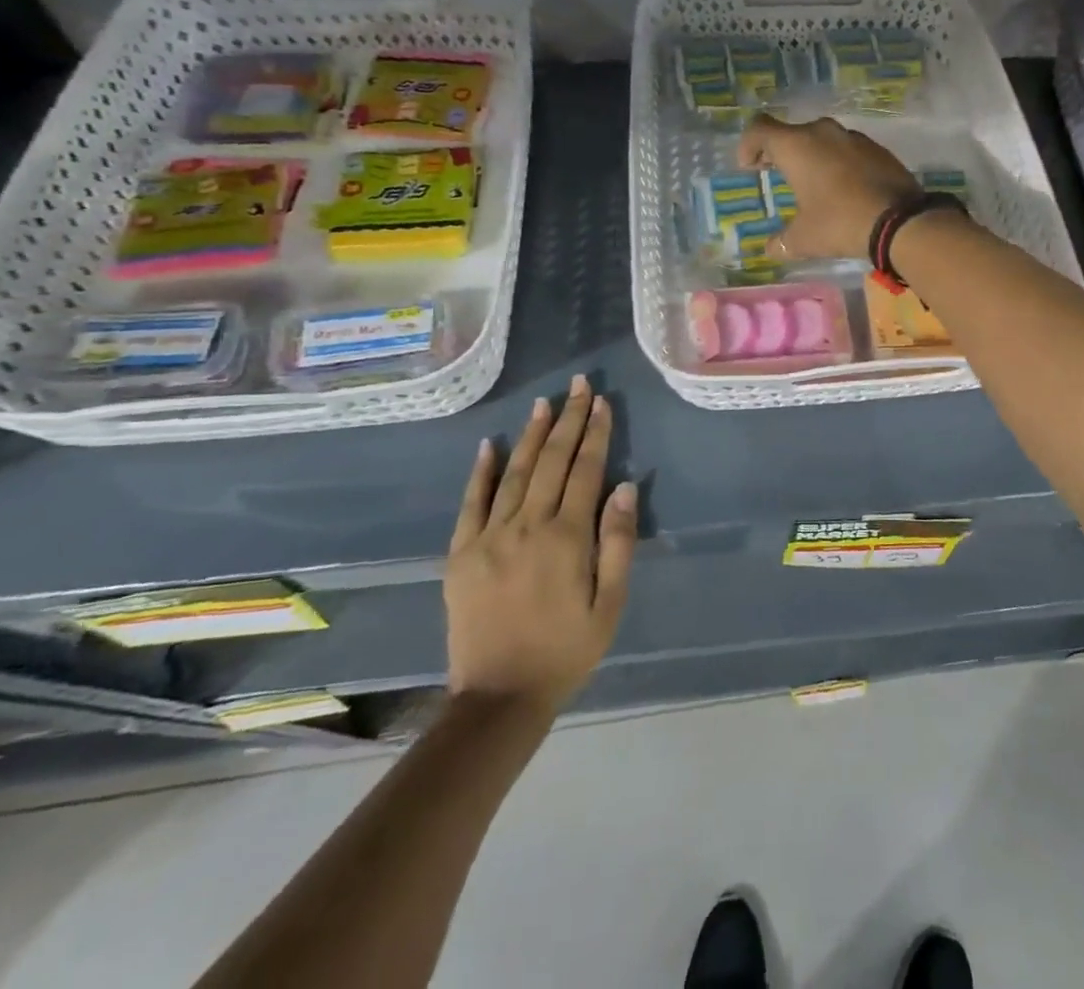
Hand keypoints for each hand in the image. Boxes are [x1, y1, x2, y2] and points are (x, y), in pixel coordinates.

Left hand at [445, 376, 636, 709]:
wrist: (499, 697)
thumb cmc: (566, 650)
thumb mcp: (610, 604)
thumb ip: (618, 543)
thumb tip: (623, 487)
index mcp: (566, 538)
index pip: (585, 471)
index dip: (596, 433)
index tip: (602, 402)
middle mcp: (527, 526)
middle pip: (552, 461)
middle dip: (568, 420)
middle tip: (578, 385)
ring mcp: (488, 537)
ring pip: (514, 472)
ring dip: (532, 435)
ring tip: (545, 403)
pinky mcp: (461, 554)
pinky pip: (471, 503)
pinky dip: (481, 472)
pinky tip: (490, 444)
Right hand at [738, 115, 920, 260]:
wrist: (901, 221)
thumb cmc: (840, 223)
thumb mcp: (803, 239)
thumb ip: (781, 242)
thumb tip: (771, 249)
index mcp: (797, 146)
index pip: (760, 129)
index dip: (748, 145)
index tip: (749, 167)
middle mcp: (823, 133)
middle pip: (792, 133)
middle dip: (780, 152)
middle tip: (775, 173)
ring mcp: (854, 138)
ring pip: (822, 139)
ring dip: (811, 156)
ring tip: (812, 183)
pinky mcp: (878, 149)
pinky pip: (847, 150)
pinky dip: (838, 162)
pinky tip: (843, 188)